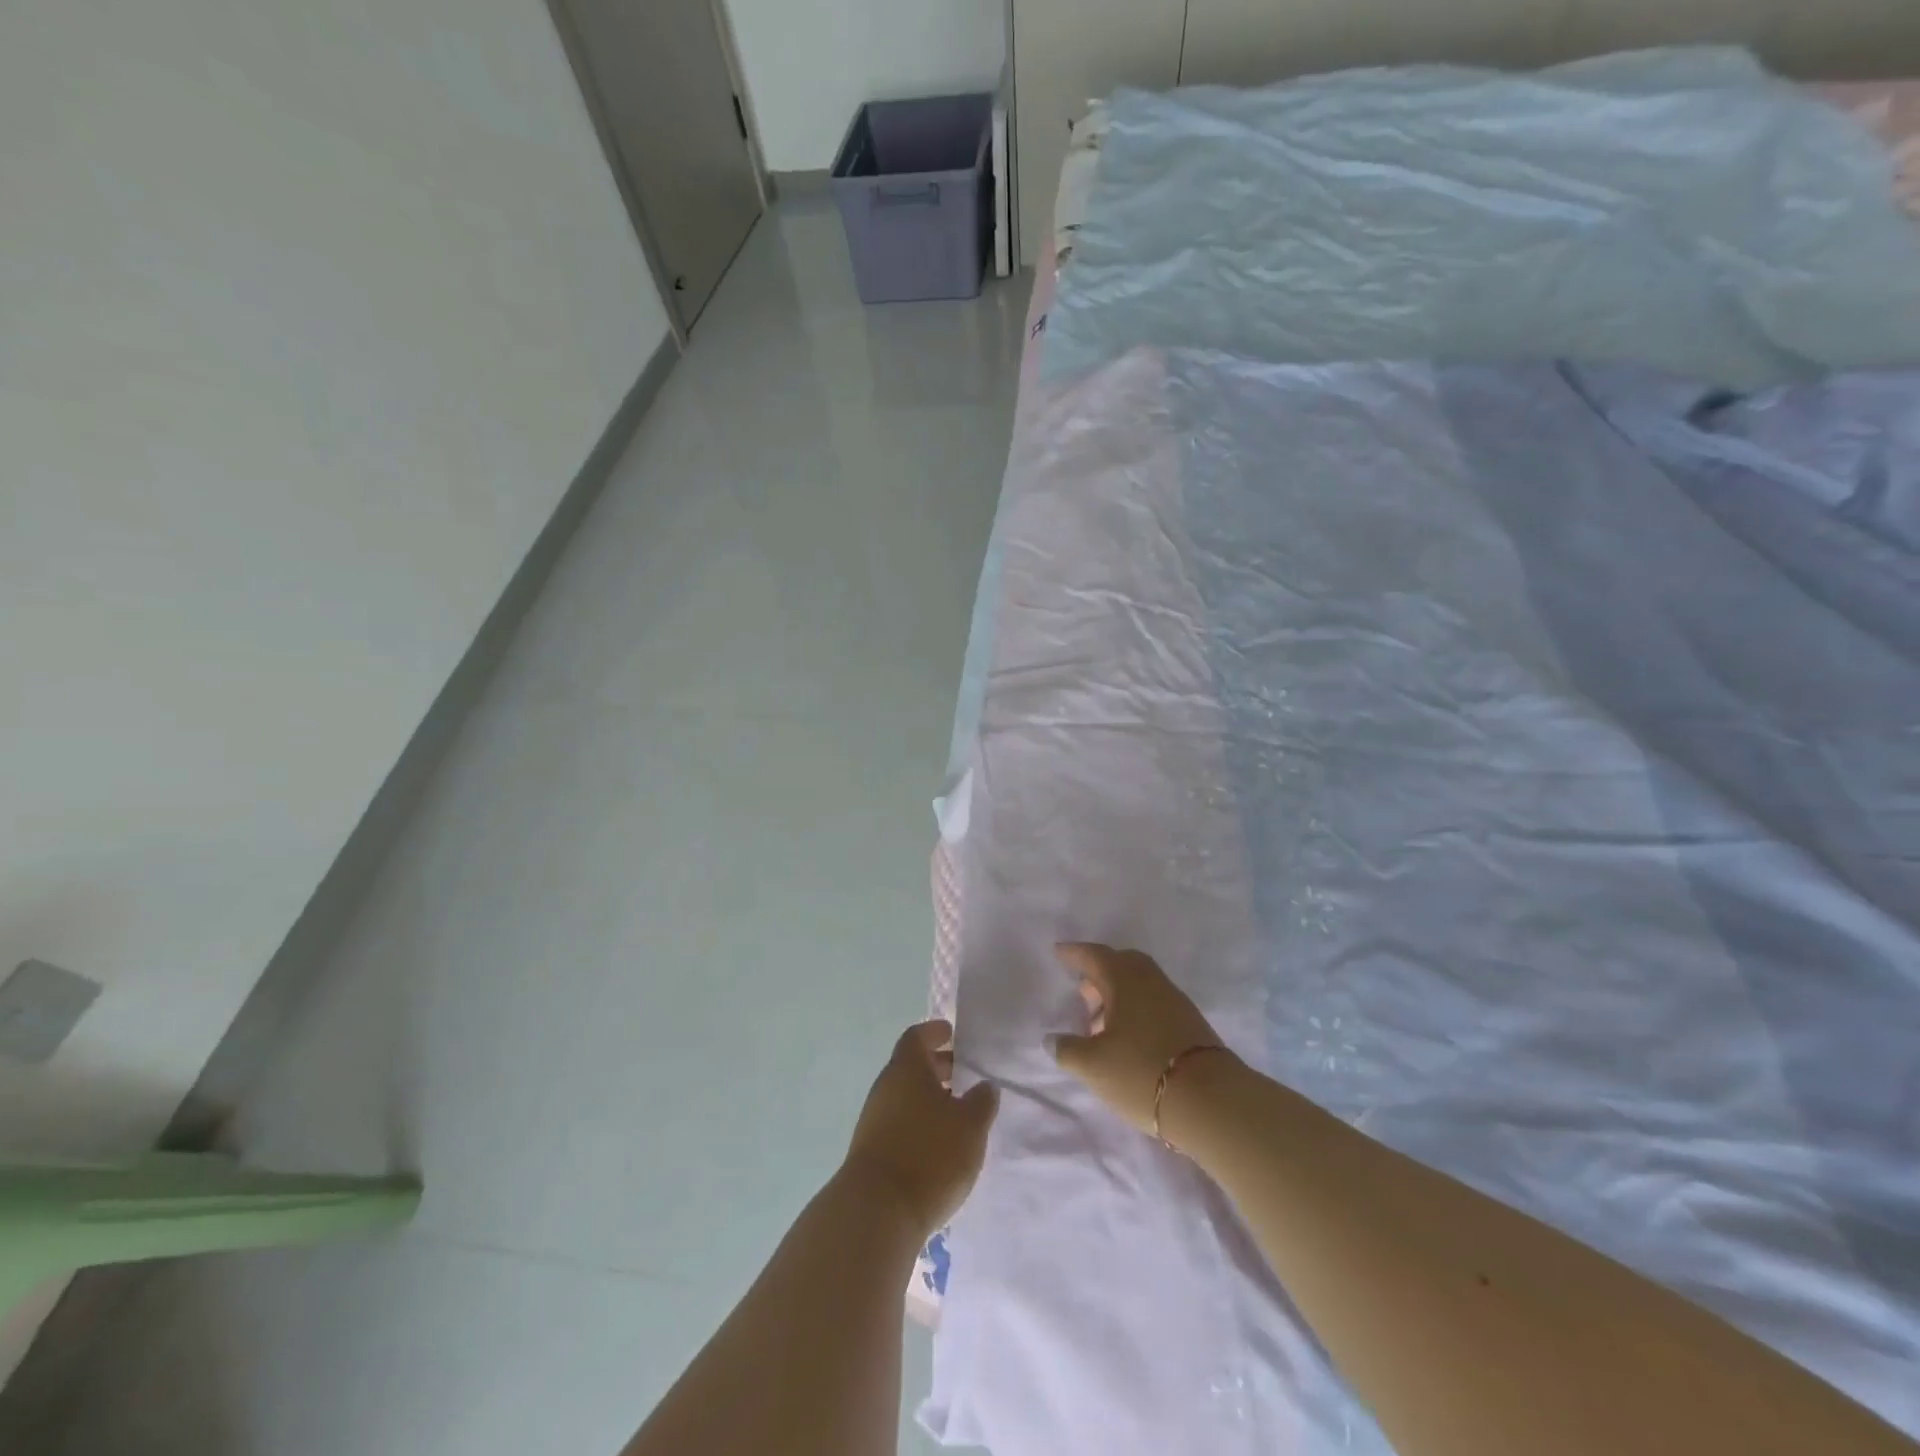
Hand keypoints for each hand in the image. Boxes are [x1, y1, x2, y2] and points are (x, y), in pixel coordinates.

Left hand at [843, 1020, 998, 1238]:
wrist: (878, 1212)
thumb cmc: (929, 1154)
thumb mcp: (970, 1126)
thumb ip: (981, 1101)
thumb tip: (984, 1086)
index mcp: (906, 1068)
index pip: (917, 1037)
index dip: (934, 1032)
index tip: (951, 1033)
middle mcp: (886, 1086)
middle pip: (911, 1066)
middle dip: (937, 1067)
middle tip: (964, 1073)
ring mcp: (874, 1119)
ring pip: (906, 1096)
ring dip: (930, 1098)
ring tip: (959, 1112)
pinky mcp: (872, 1150)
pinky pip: (900, 1122)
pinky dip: (920, 1121)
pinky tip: (940, 1142)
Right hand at [1050, 943, 1226, 1133]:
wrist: (1212, 1101)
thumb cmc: (1142, 1072)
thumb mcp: (1093, 1065)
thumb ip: (1067, 1049)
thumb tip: (1051, 1039)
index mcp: (1125, 979)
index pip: (1095, 956)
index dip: (1075, 953)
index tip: (1059, 952)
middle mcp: (1151, 981)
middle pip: (1122, 965)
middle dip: (1100, 974)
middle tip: (1082, 992)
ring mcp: (1175, 1002)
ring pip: (1140, 986)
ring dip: (1118, 997)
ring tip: (1100, 1026)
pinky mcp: (1191, 1025)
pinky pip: (1154, 1005)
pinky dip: (1136, 1012)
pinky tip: (1127, 1040)